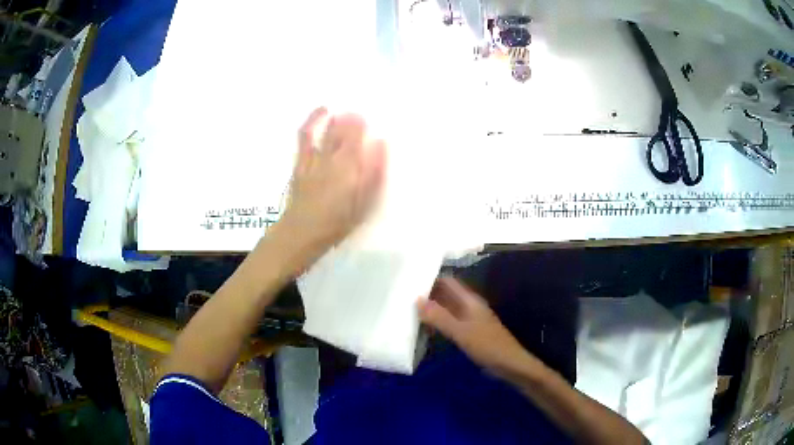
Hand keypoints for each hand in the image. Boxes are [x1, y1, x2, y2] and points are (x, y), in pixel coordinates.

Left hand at [276, 107, 385, 258]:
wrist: (302, 232)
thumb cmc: (337, 222)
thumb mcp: (363, 202)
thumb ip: (373, 173)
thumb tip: (380, 144)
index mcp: (347, 167)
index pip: (355, 137)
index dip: (360, 125)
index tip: (366, 118)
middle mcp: (329, 158)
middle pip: (339, 132)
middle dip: (348, 120)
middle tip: (356, 114)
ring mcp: (311, 160)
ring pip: (321, 133)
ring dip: (329, 119)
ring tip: (333, 109)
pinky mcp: (299, 165)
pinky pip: (304, 139)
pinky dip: (309, 125)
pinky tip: (315, 117)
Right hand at [418, 277, 533, 377]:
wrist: (509, 363)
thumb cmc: (486, 345)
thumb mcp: (460, 331)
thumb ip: (439, 316)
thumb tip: (416, 299)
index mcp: (469, 301)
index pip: (448, 282)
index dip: (431, 278)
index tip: (410, 280)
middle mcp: (469, 306)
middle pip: (447, 294)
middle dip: (428, 294)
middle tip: (404, 296)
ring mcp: (470, 320)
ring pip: (448, 309)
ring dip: (432, 309)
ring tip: (409, 311)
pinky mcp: (470, 332)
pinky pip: (451, 322)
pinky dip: (439, 322)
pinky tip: (426, 329)